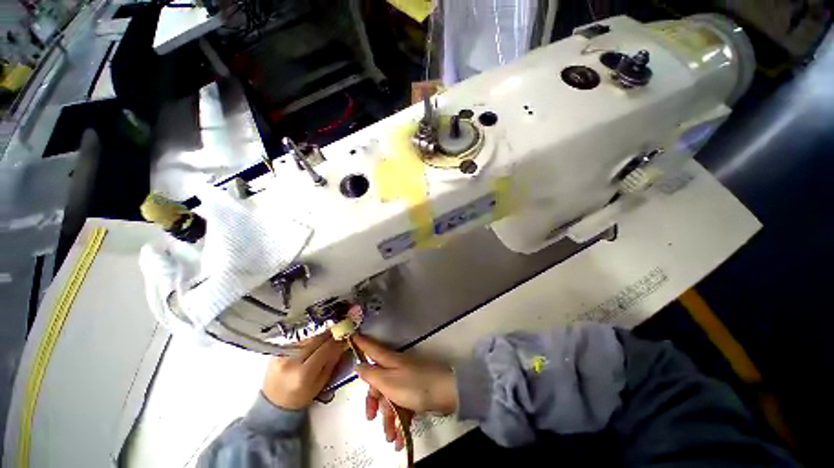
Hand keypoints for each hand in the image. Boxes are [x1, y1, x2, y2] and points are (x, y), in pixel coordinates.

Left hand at [261, 334, 345, 409]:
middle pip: (316, 339)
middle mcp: (291, 361)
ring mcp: (282, 354)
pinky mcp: (278, 350)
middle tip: (339, 333)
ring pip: (308, 337)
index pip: (325, 349)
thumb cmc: (300, 397)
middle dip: (330, 335)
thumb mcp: (320, 384)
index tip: (345, 337)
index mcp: (303, 374)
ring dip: (320, 335)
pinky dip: (309, 339)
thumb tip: (342, 344)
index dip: (337, 341)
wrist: (273, 403)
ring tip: (327, 338)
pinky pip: (299, 339)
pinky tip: (313, 342)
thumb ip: (331, 362)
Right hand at [352, 335, 456, 449]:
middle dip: (374, 401)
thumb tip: (358, 365)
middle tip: (371, 418)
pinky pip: (403, 405)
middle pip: (379, 380)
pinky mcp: (416, 391)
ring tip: (391, 438)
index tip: (351, 336)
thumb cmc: (414, 385)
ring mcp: (407, 380)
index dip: (361, 343)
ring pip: (391, 397)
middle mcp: (397, 368)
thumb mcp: (389, 381)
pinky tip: (401, 439)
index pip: (372, 349)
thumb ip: (372, 375)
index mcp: (389, 361)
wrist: (446, 392)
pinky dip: (400, 421)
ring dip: (389, 419)